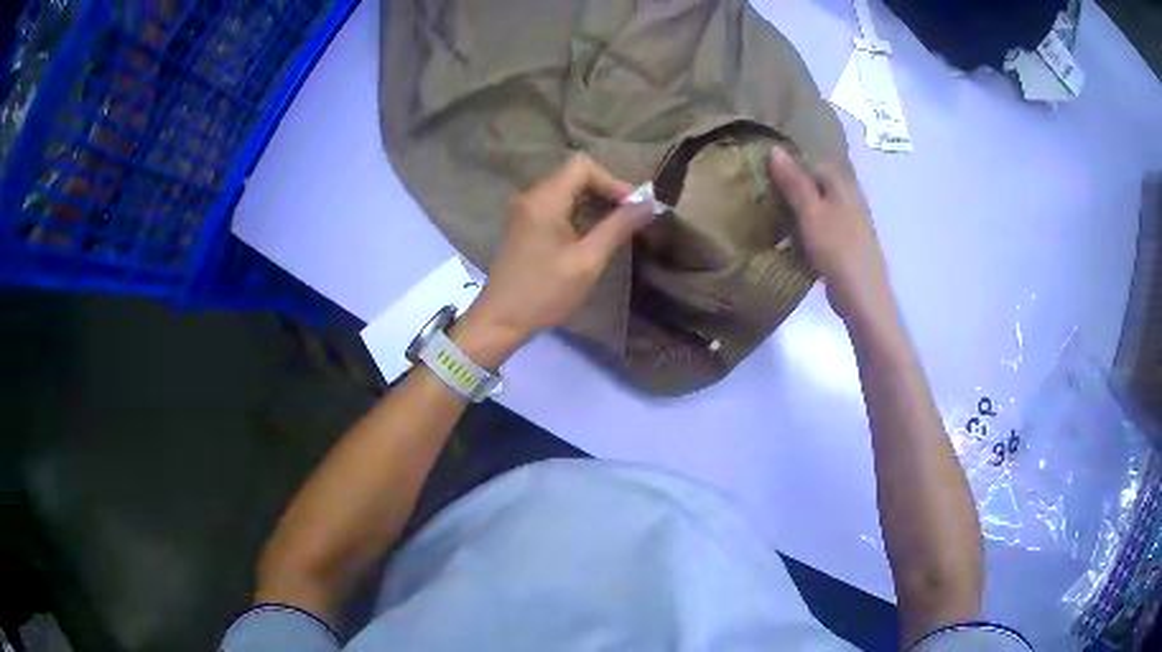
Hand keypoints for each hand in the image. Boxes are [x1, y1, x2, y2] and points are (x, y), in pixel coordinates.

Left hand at [453, 154, 653, 366]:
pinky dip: (577, 212)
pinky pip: (554, 205)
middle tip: (629, 216)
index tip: (632, 206)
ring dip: (592, 202)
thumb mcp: (587, 261)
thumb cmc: (545, 292)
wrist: (500, 320)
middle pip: (573, 175)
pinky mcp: (522, 225)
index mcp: (544, 199)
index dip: (611, 180)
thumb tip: (648, 204)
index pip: (582, 166)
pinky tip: (590, 234)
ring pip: (565, 190)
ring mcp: (523, 210)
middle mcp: (530, 196)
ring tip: (615, 226)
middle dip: (604, 190)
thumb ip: (617, 227)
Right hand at [768, 147, 893, 323]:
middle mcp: (850, 197)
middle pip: (817, 184)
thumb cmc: (837, 249)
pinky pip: (823, 227)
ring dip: (798, 211)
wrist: (862, 296)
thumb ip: (794, 182)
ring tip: (776, 221)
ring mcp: (851, 222)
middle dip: (793, 189)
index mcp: (843, 185)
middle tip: (768, 199)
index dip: (790, 167)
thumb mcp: (811, 212)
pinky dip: (808, 230)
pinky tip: (794, 243)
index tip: (766, 177)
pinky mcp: (847, 244)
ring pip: (819, 207)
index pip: (813, 162)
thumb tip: (775, 149)